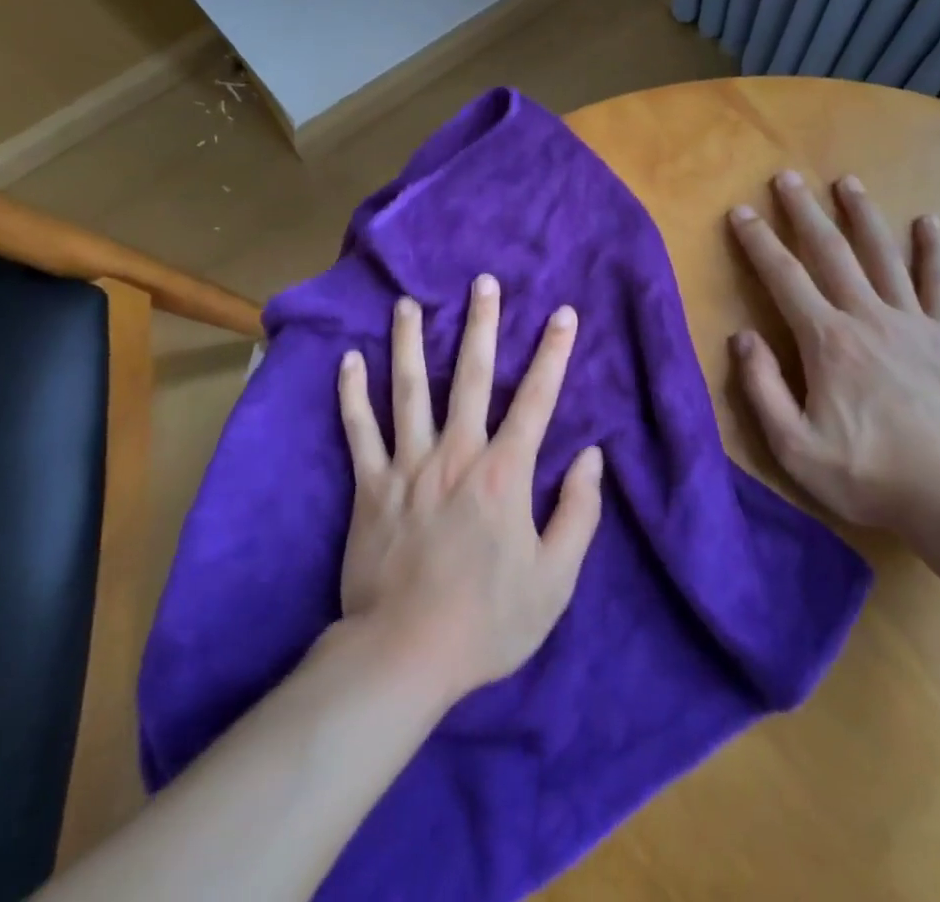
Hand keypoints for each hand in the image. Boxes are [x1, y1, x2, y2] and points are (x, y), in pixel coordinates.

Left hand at [336, 275, 604, 705]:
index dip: (554, 354)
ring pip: (410, 391)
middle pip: (473, 377)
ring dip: (411, 343)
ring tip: (407, 304)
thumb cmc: (488, 621)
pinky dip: (352, 395)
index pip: (537, 400)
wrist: (405, 657)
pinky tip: (348, 360)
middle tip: (483, 283)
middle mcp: (457, 455)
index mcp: (505, 474)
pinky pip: (359, 432)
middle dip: (482, 326)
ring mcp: (409, 467)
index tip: (563, 314)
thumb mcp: (555, 579)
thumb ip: (578, 512)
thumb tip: (591, 456)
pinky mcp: (370, 487)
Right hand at [728, 172, 939, 533]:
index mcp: (826, 341)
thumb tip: (742, 337)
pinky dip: (933, 251)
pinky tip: (927, 221)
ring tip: (847, 182)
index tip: (740, 212)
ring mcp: (911, 322)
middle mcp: (866, 317)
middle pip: (830, 252)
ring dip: (861, 215)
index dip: (758, 242)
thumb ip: (762, 388)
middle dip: (804, 212)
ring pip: (882, 255)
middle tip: (786, 178)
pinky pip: (939, 284)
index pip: (784, 278)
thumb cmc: (865, 473)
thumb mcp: (794, 446)